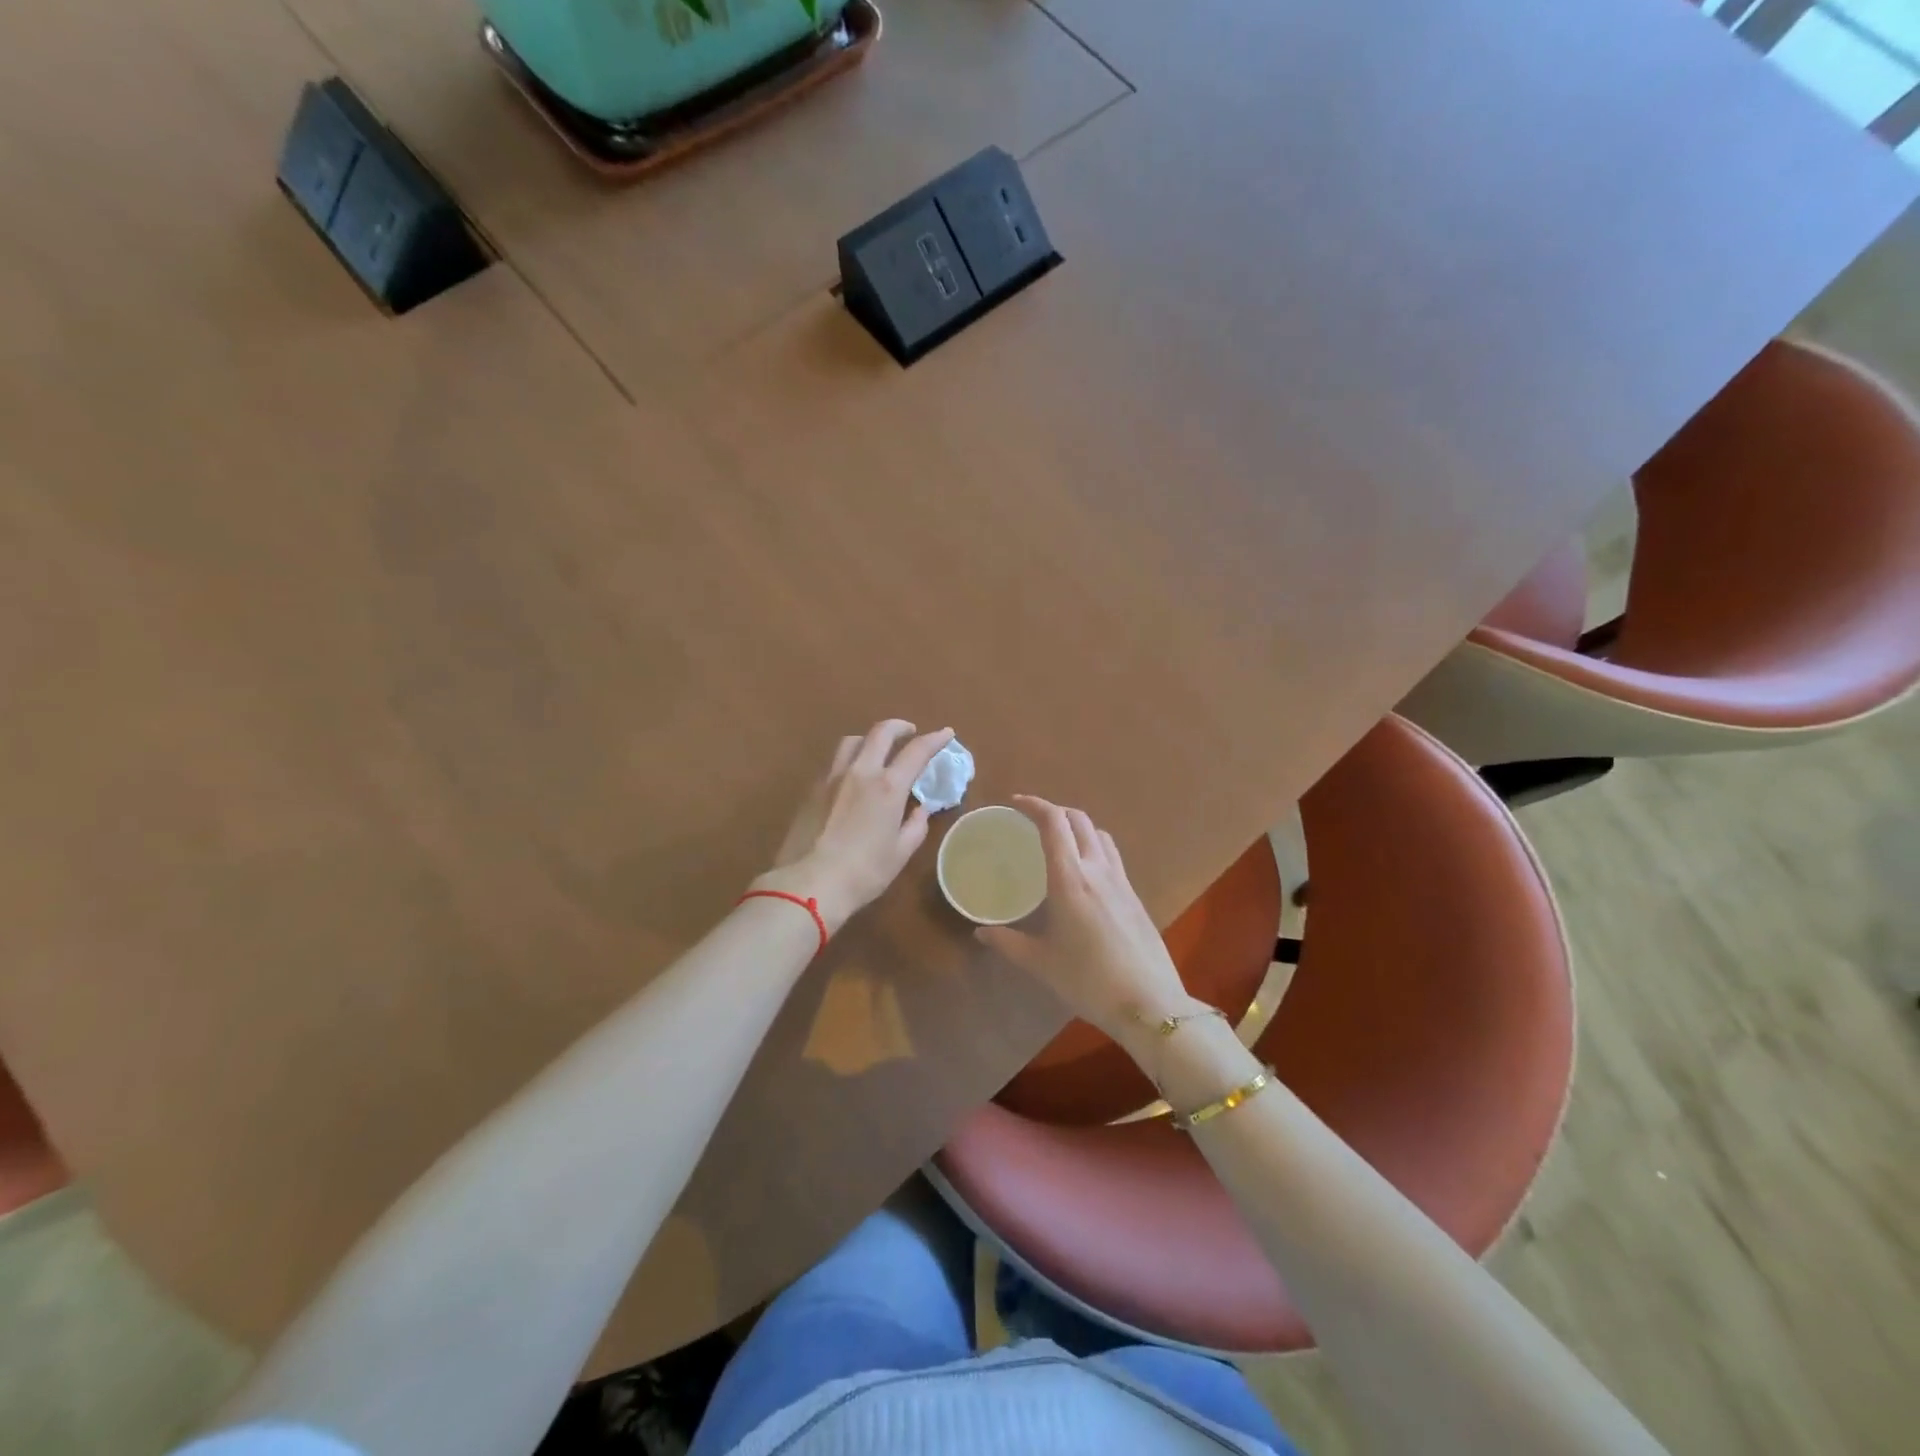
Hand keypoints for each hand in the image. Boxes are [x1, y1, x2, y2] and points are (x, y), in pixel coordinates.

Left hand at [756, 720, 954, 933]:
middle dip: (900, 726)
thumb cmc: (863, 873)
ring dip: (870, 738)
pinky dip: (850, 758)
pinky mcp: (812, 789)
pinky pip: (835, 761)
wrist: (808, 884)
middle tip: (910, 732)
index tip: (946, 733)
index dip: (934, 739)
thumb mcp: (899, 853)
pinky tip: (853, 775)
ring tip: (878, 750)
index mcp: (888, 787)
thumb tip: (919, 810)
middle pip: (880, 732)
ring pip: (853, 741)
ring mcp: (832, 777)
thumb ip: (915, 827)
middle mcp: (860, 772)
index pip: (916, 751)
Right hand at [974, 795, 1200, 1049]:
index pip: (1053, 822)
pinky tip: (1083, 875)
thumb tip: (980, 932)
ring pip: (1100, 834)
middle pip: (1079, 819)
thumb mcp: (1041, 963)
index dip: (1034, 804)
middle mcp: (1097, 869)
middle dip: (1054, 811)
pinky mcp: (1135, 895)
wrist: (1149, 1004)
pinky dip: (1093, 847)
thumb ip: (1008, 943)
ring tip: (1058, 842)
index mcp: (1070, 879)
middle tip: (1032, 822)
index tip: (1015, 804)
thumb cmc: (1089, 981)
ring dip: (1077, 826)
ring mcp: (1121, 881)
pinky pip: (1112, 855)